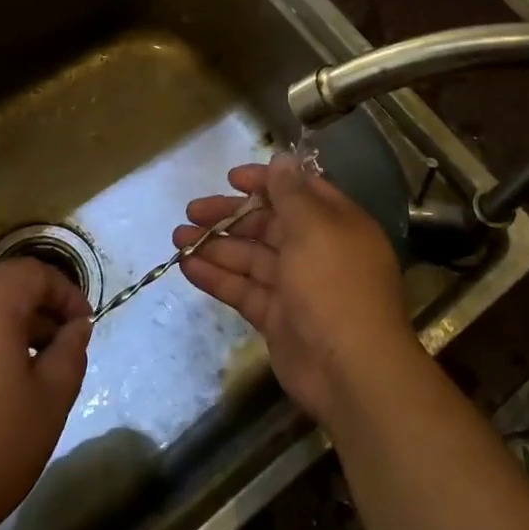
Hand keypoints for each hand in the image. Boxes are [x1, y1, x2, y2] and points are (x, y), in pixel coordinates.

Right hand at [175, 153, 419, 422]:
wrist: (351, 371)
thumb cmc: (334, 286)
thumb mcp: (314, 228)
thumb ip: (292, 193)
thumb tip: (282, 159)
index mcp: (334, 224)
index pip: (297, 192)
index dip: (265, 182)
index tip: (231, 178)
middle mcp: (316, 251)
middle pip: (268, 224)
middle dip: (230, 215)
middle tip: (191, 210)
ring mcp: (296, 287)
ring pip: (250, 257)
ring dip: (215, 245)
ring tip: (177, 237)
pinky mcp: (277, 318)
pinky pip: (243, 289)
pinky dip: (216, 277)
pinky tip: (186, 266)